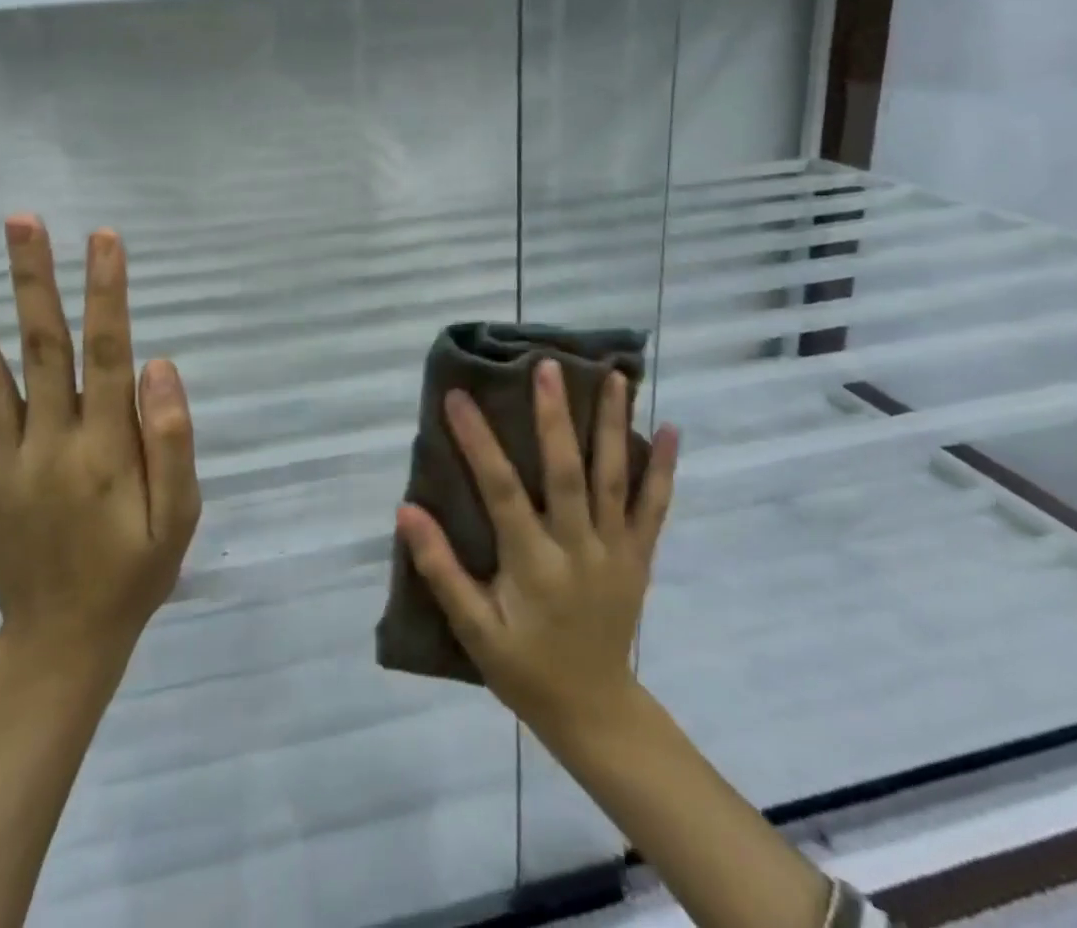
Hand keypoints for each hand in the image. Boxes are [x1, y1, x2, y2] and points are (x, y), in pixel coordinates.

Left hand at [0, 217, 200, 678]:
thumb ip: (173, 442)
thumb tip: (160, 366)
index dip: (106, 292)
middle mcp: (46, 444)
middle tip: (20, 220)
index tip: (103, 237)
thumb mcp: (179, 517)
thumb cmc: (133, 572)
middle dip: (32, 279)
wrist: (60, 644)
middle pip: (39, 347)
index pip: (107, 353)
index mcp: (104, 449)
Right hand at [396, 360, 678, 740]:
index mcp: (533, 565)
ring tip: (613, 376)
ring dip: (612, 424)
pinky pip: (655, 507)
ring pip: (615, 478)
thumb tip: (406, 511)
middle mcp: (578, 548)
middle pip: (567, 473)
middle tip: (547, 366)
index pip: (501, 491)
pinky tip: (669, 429)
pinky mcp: (639, 556)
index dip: (478, 441)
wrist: (595, 710)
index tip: (458, 396)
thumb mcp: (473, 630)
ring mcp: (615, 550)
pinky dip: (663, 467)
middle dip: (555, 416)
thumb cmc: (524, 668)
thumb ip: (441, 569)